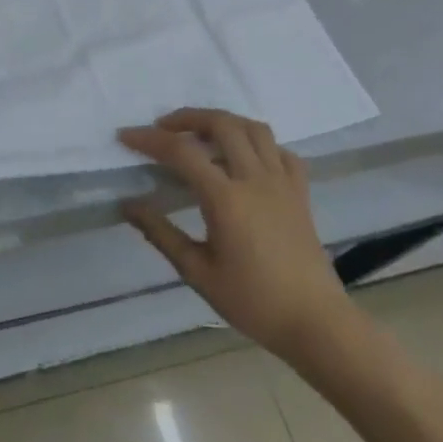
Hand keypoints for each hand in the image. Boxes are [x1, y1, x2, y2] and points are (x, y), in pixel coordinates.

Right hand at [120, 108, 353, 363]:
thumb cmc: (253, 301)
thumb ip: (161, 233)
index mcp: (226, 198)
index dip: (149, 139)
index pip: (181, 152)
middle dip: (187, 118)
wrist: (316, 323)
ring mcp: (282, 182)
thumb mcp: (198, 272)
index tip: (125, 136)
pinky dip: (259, 144)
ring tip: (202, 133)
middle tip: (163, 127)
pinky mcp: (300, 192)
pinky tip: (245, 158)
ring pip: (254, 128)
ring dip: (224, 122)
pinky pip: (281, 151)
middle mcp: (255, 179)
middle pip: (221, 124)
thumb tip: (128, 205)